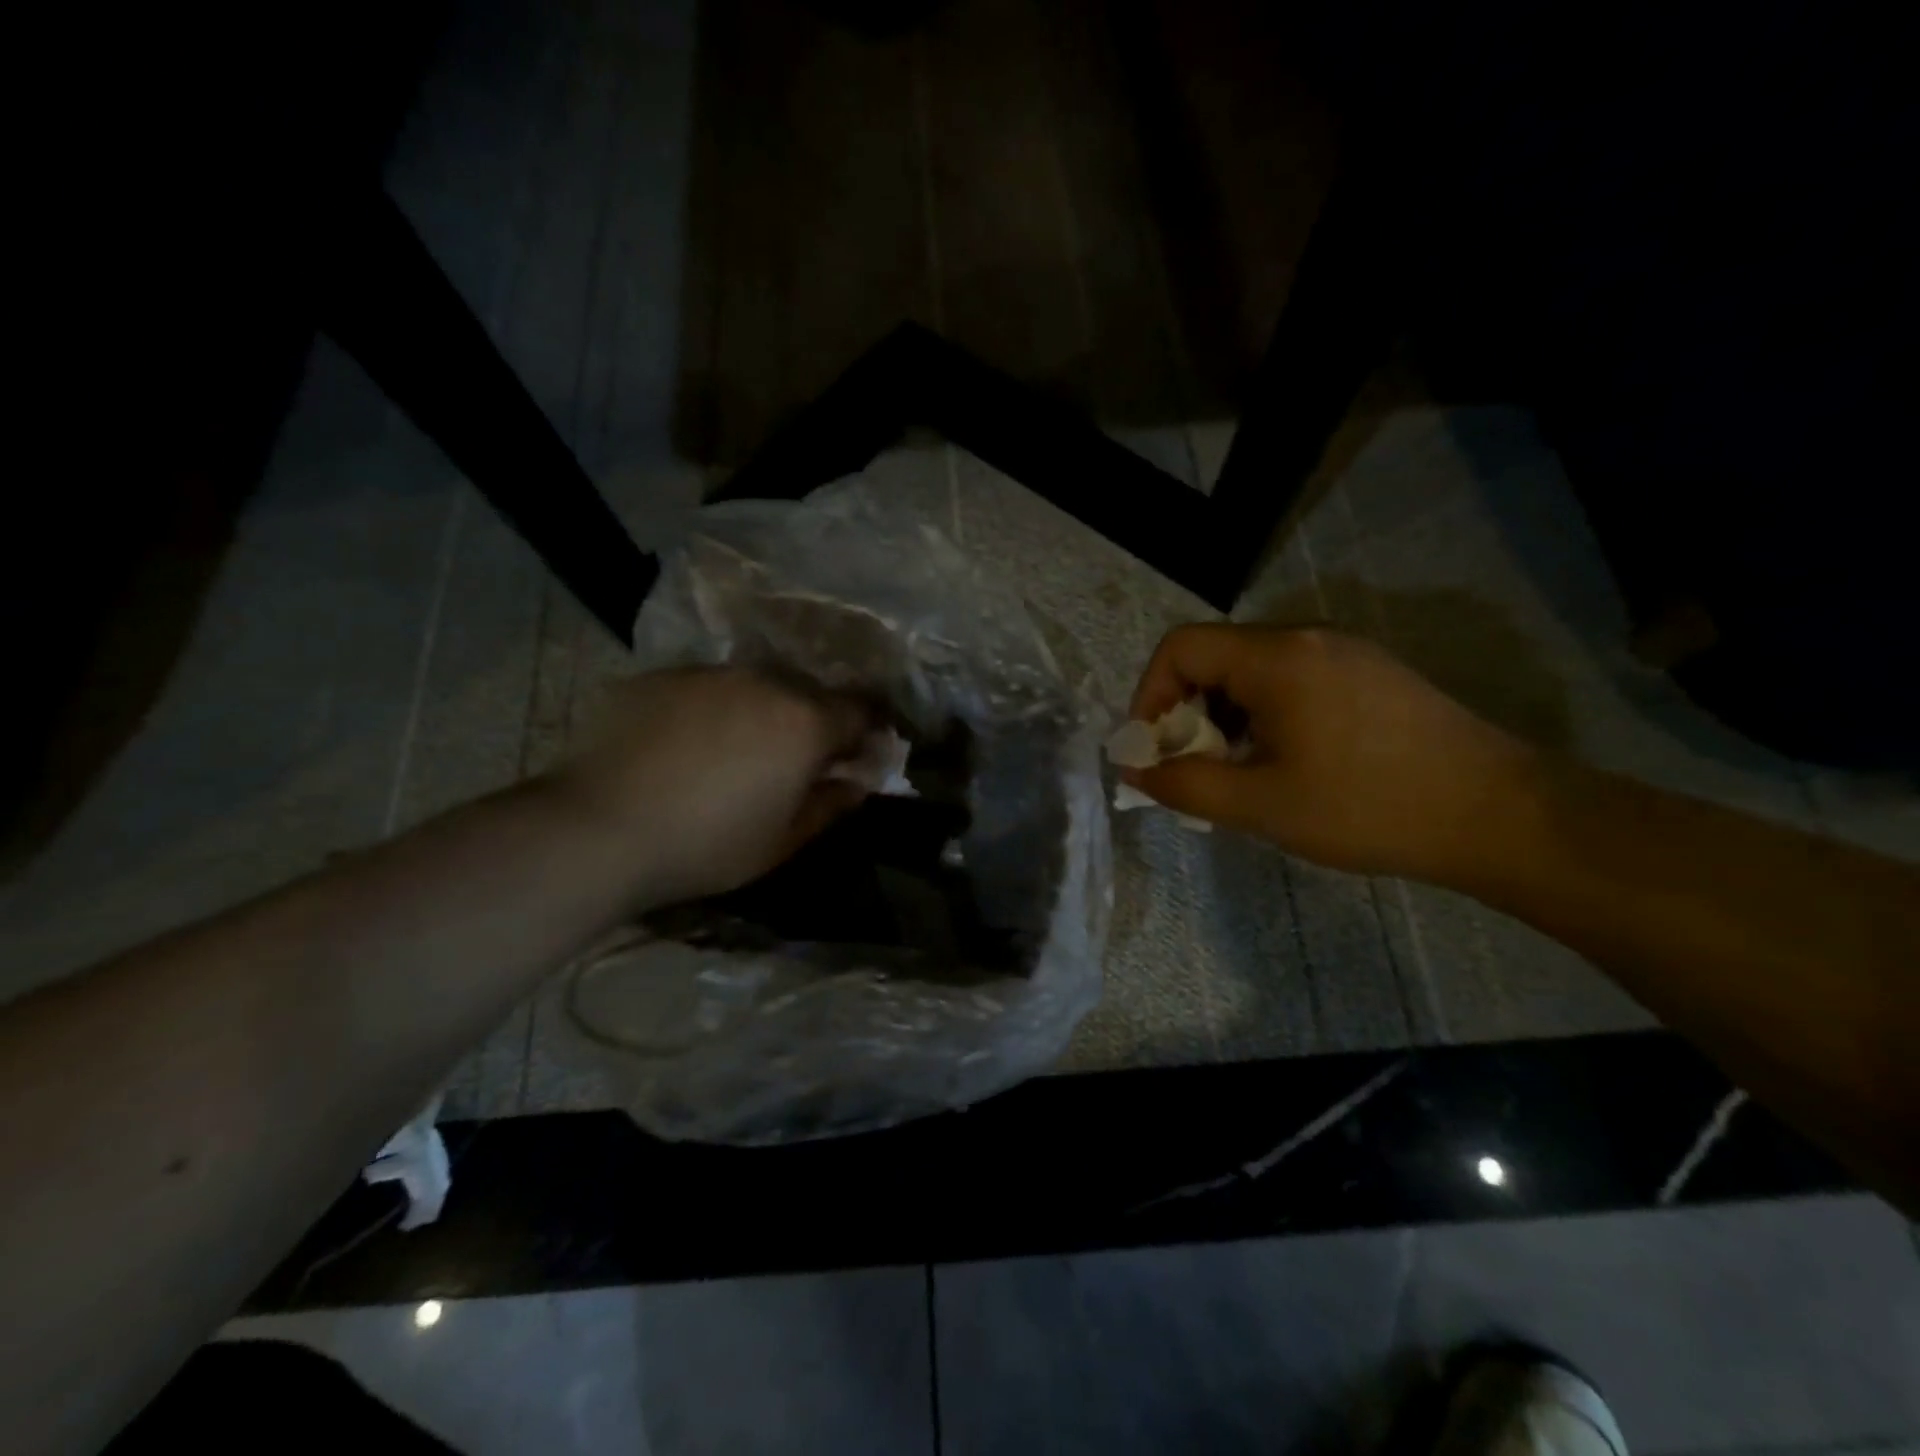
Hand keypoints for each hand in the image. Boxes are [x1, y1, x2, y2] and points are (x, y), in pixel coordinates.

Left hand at [552, 667, 877, 905]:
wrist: (597, 829)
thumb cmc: (707, 845)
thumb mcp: (783, 841)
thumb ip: (831, 804)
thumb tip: (859, 781)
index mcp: (805, 722)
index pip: (860, 711)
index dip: (867, 733)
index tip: (858, 756)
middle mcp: (765, 682)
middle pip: (808, 694)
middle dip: (812, 723)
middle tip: (793, 762)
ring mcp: (708, 673)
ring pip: (754, 686)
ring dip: (760, 713)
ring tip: (732, 753)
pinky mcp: (660, 676)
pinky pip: (704, 689)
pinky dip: (709, 711)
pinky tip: (682, 747)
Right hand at [1124, 625, 1538, 880]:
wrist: (1499, 816)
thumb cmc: (1368, 807)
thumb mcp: (1262, 804)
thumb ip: (1186, 785)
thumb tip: (1137, 770)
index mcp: (1277, 657)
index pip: (1180, 647)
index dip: (1149, 695)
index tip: (1154, 749)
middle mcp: (1307, 637)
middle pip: (1215, 656)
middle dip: (1186, 712)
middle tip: (1195, 768)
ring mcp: (1343, 652)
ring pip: (1252, 671)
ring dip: (1225, 717)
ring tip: (1239, 772)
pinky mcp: (1369, 674)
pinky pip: (1291, 680)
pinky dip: (1263, 715)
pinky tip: (1285, 763)